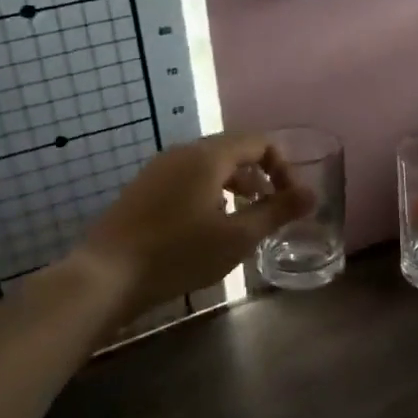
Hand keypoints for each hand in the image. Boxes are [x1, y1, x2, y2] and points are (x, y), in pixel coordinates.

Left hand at [79, 132, 313, 312]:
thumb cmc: (178, 253)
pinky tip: (206, 228)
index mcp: (208, 155)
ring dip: (235, 186)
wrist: (105, 276)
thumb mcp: (237, 237)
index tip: (289, 199)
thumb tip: (312, 194)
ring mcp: (158, 169)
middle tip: (271, 210)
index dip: (283, 166)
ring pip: (209, 166)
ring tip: (243, 220)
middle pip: (234, 151)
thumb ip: (278, 212)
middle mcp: (183, 152)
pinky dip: (210, 193)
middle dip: (260, 177)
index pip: (259, 142)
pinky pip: (187, 179)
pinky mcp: (143, 189)